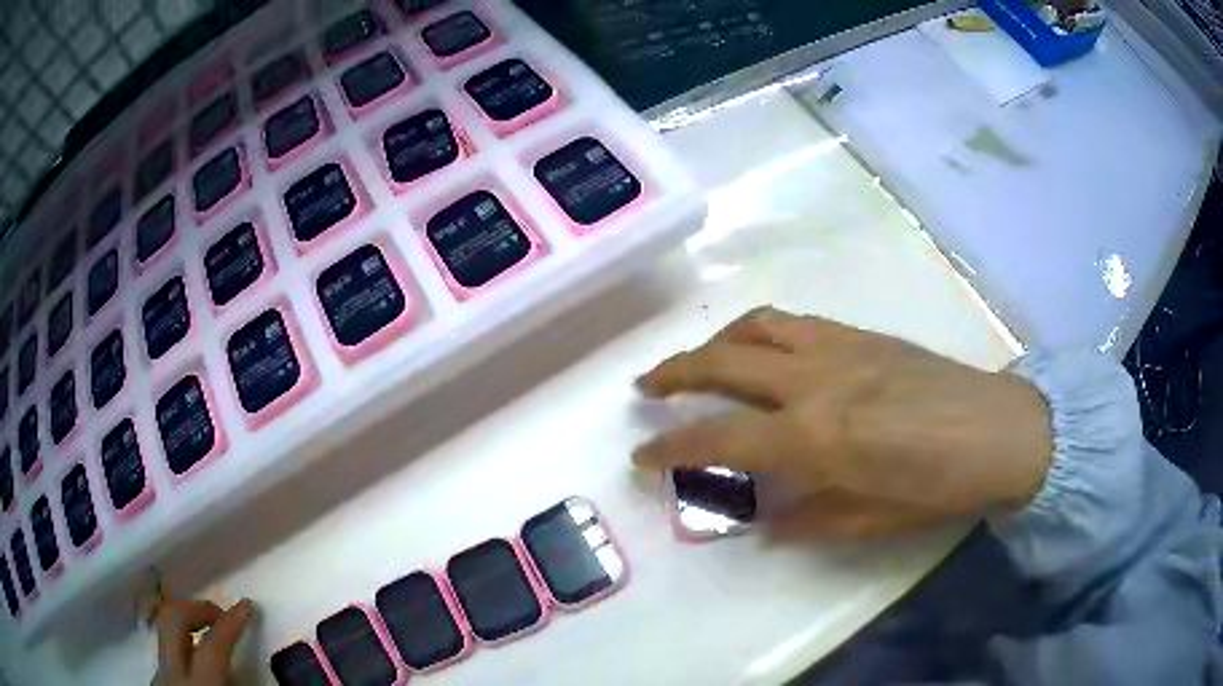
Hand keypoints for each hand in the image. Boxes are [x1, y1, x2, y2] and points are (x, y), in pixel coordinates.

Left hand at [153, 598, 253, 685]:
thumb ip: (240, 681)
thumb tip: (259, 669)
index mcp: (198, 682)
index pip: (214, 643)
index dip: (232, 622)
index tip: (247, 605)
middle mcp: (171, 672)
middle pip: (173, 618)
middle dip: (196, 608)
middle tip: (219, 612)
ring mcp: (158, 673)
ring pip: (165, 632)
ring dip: (187, 624)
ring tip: (207, 632)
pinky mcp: (155, 679)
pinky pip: (166, 653)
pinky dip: (182, 647)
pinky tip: (194, 659)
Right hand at [633, 308, 1052, 538]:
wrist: (1001, 430)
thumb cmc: (940, 486)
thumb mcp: (872, 519)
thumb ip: (810, 519)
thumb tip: (765, 522)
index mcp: (816, 437)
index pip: (719, 439)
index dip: (670, 449)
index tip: (641, 457)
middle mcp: (816, 381)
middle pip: (723, 362)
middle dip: (673, 374)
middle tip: (646, 386)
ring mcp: (839, 348)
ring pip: (756, 327)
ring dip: (715, 342)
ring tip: (698, 360)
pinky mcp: (861, 334)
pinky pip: (794, 321)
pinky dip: (760, 332)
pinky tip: (762, 349)